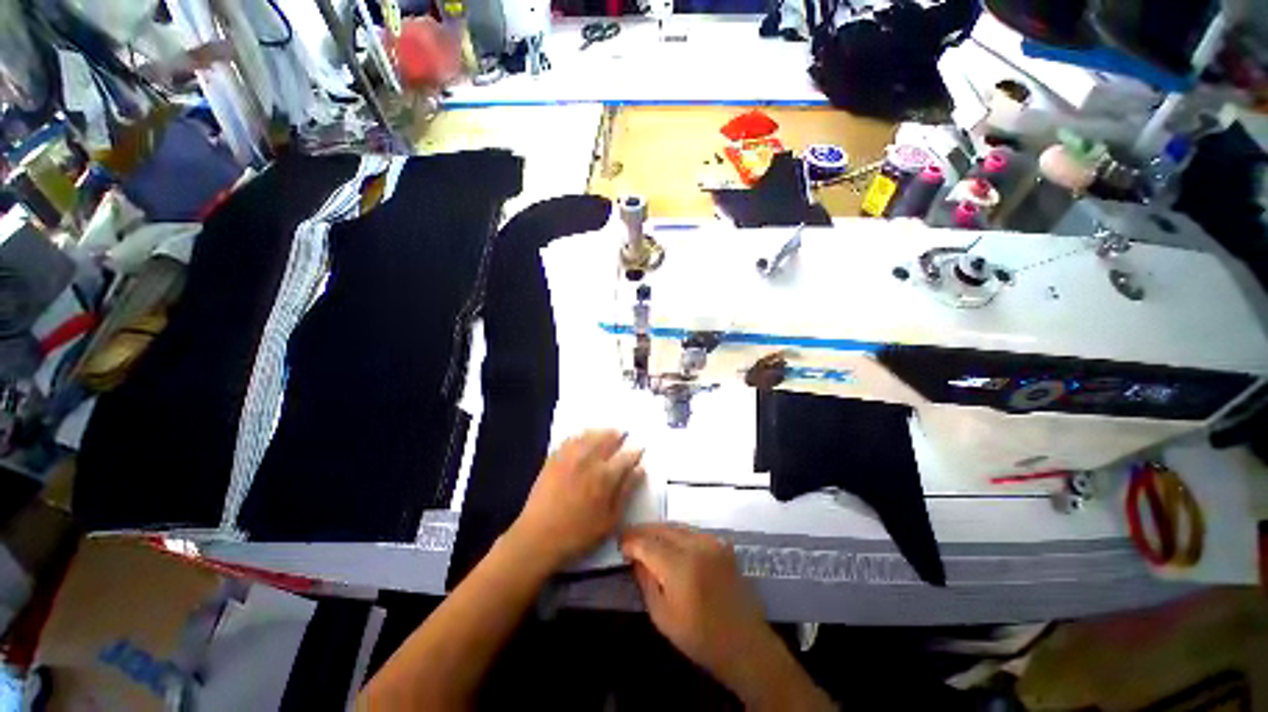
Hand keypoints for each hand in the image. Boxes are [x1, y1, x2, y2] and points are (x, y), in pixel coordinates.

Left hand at [507, 430, 644, 570]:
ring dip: (601, 432)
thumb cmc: (578, 534)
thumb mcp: (610, 519)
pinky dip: (581, 435)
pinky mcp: (554, 458)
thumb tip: (640, 469)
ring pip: (589, 434)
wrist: (538, 537)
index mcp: (605, 475)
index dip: (635, 451)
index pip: (626, 456)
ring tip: (607, 433)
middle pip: (607, 438)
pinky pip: (570, 438)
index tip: (640, 448)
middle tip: (623, 435)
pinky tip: (584, 438)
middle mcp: (589, 459)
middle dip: (618, 435)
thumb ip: (626, 491)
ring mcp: (569, 456)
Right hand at [621, 524, 833, 710]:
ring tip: (645, 538)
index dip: (630, 541)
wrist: (744, 642)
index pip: (647, 543)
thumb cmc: (700, 637)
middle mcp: (696, 545)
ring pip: (677, 526)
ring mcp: (711, 542)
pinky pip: (692, 531)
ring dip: (659, 530)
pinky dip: (676, 533)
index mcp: (680, 565)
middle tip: (629, 538)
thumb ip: (646, 581)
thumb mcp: (662, 616)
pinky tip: (669, 543)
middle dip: (643, 531)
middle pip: (662, 529)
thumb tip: (635, 558)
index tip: (620, 545)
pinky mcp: (721, 544)